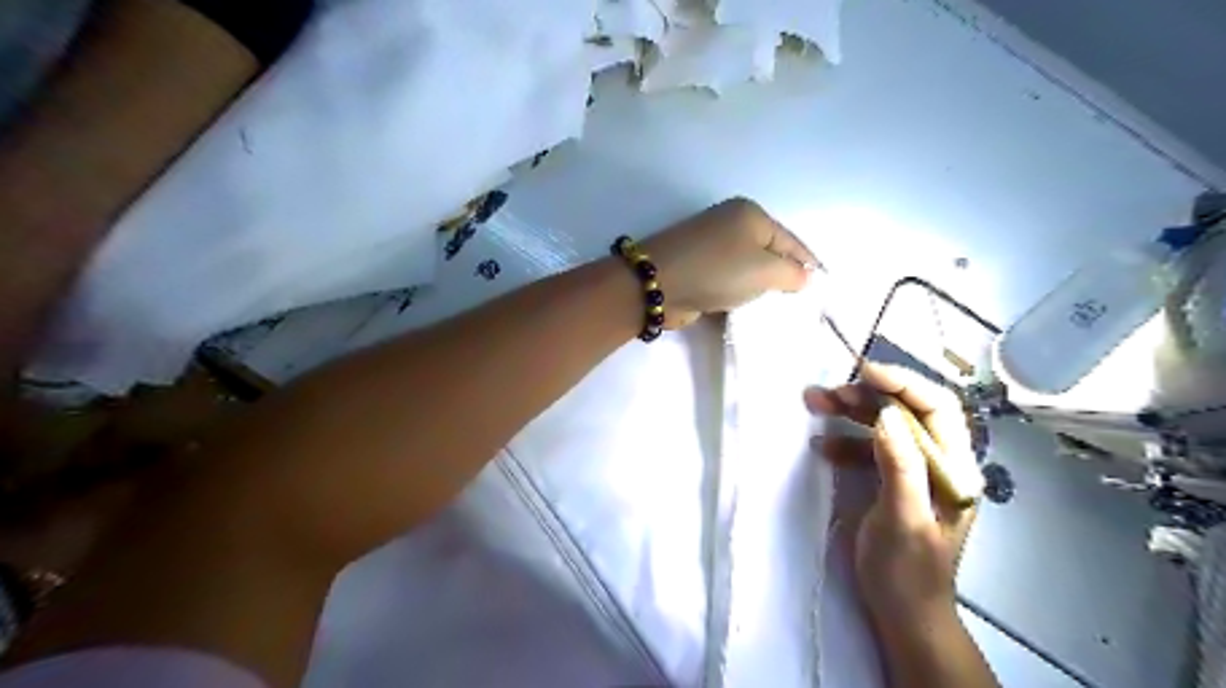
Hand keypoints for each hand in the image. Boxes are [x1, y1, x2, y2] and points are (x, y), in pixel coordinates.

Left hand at [637, 196, 816, 327]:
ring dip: (761, 290)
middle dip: (785, 278)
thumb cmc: (717, 270)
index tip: (825, 288)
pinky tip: (751, 312)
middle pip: (770, 254)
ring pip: (749, 270)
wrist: (658, 285)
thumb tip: (803, 277)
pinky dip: (740, 296)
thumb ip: (792, 274)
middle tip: (803, 305)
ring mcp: (712, 247)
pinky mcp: (698, 269)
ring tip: (780, 312)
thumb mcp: (765, 269)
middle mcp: (731, 225)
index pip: (792, 241)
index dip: (810, 264)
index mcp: (750, 214)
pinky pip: (730, 282)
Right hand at [806, 364, 979, 626]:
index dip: (904, 383)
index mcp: (954, 469)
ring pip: (884, 424)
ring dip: (850, 411)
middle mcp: (939, 462)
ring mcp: (914, 470)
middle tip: (826, 392)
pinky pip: (868, 446)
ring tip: (814, 402)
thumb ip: (899, 466)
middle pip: (907, 410)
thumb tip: (887, 415)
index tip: (864, 371)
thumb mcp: (904, 520)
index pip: (937, 408)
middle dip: (867, 395)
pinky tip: (821, 445)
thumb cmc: (907, 572)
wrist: (902, 613)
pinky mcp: (891, 479)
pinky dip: (844, 439)